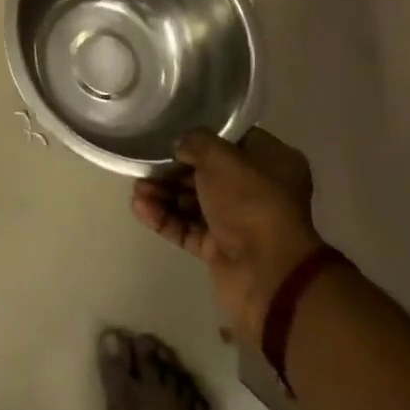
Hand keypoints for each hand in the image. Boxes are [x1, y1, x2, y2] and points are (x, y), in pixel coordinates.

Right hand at [132, 128, 324, 344]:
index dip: (201, 136)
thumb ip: (195, 142)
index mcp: (272, 161)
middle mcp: (258, 190)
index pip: (231, 140)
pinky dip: (165, 218)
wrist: (268, 275)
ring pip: (194, 201)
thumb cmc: (251, 203)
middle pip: (207, 172)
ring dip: (164, 193)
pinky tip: (140, 208)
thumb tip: (181, 147)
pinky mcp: (220, 249)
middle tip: (145, 166)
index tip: (171, 133)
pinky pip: (188, 228)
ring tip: (137, 190)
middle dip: (173, 169)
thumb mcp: (220, 157)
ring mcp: (238, 222)